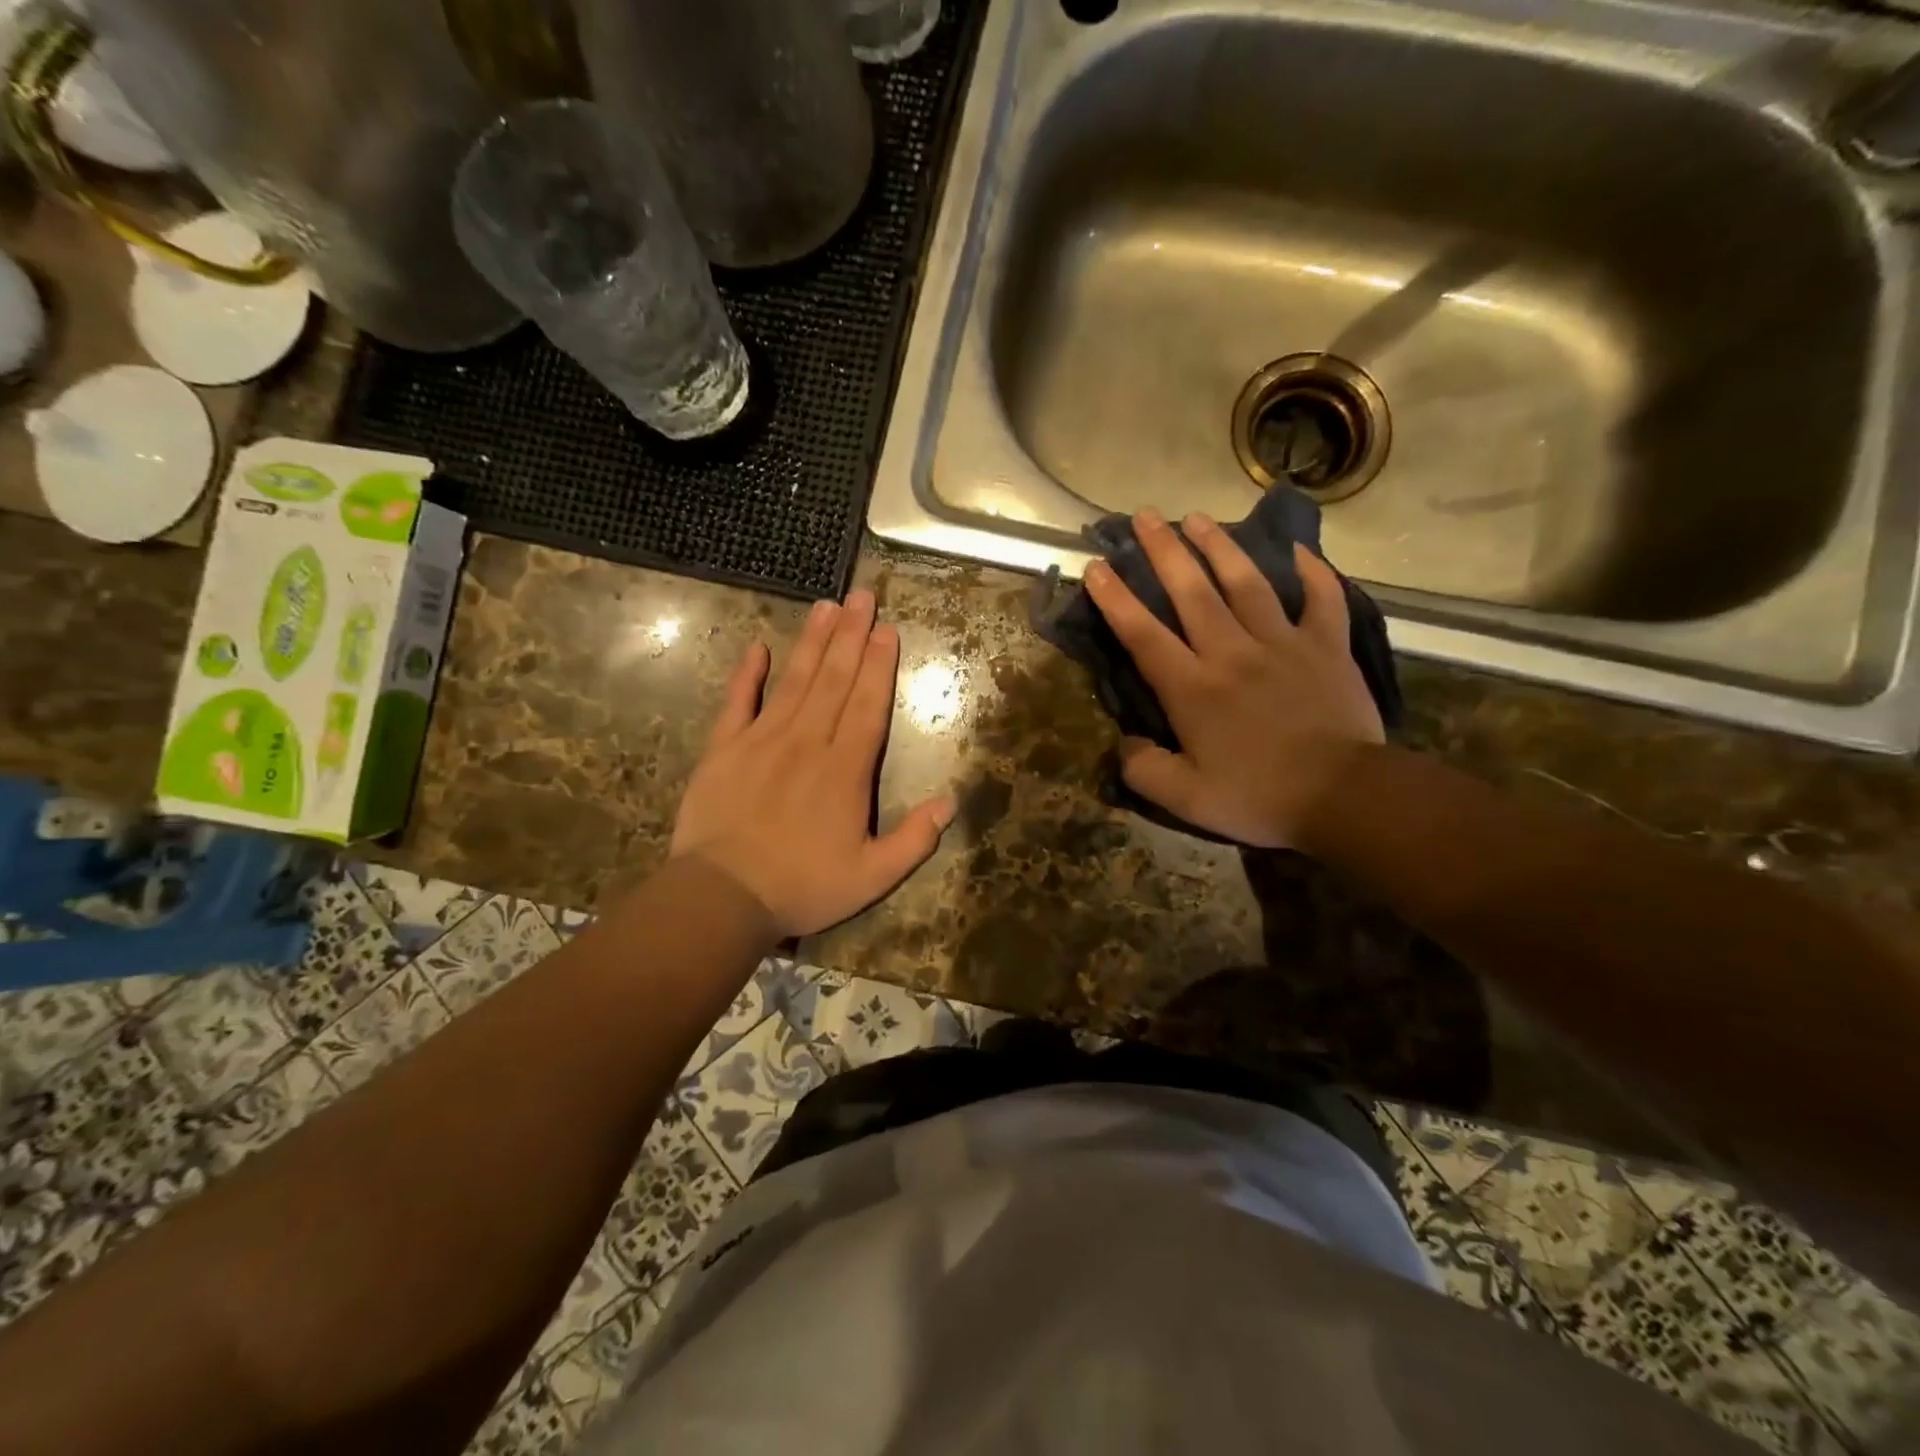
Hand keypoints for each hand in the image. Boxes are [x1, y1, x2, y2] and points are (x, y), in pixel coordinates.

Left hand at [671, 590, 955, 936]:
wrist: (723, 897)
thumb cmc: (803, 887)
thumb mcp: (873, 876)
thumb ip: (915, 840)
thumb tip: (950, 801)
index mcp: (845, 770)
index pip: (868, 705)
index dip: (880, 666)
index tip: (887, 630)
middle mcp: (807, 743)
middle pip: (835, 680)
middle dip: (852, 636)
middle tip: (863, 595)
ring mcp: (762, 741)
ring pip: (794, 681)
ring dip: (813, 642)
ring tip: (827, 606)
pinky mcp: (723, 749)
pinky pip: (736, 703)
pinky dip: (746, 674)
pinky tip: (757, 647)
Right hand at [1082, 508, 1383, 847]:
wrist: (1345, 796)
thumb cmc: (1259, 797)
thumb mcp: (1185, 799)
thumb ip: (1144, 769)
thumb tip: (1126, 743)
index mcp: (1193, 688)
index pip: (1144, 634)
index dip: (1116, 599)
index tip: (1097, 566)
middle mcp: (1232, 653)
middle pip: (1192, 592)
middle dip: (1164, 551)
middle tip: (1145, 516)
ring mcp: (1283, 643)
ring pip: (1247, 582)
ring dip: (1220, 546)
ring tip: (1198, 517)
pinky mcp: (1327, 646)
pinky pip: (1322, 598)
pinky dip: (1313, 571)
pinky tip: (1299, 549)